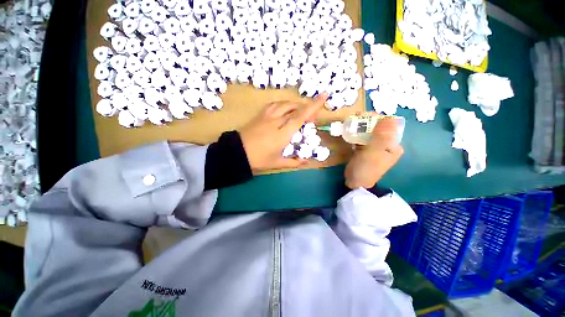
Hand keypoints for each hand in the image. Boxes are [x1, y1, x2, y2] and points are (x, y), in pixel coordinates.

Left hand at [239, 93, 328, 172]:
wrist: (236, 153)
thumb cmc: (258, 159)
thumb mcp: (277, 163)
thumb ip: (294, 162)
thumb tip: (307, 161)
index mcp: (282, 134)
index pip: (300, 117)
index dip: (313, 106)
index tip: (324, 96)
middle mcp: (276, 121)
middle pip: (295, 108)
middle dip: (306, 109)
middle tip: (311, 119)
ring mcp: (267, 116)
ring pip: (285, 104)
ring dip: (295, 105)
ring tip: (299, 112)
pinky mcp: (260, 115)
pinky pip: (274, 104)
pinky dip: (283, 105)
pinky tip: (284, 109)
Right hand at [344, 118, 403, 188]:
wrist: (356, 182)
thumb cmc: (366, 167)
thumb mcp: (374, 151)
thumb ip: (381, 135)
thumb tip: (390, 118)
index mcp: (393, 146)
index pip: (388, 126)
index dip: (378, 119)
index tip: (365, 115)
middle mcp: (386, 146)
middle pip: (378, 129)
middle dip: (368, 122)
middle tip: (356, 117)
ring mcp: (375, 148)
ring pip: (369, 133)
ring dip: (362, 127)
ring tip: (352, 121)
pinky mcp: (365, 150)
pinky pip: (363, 139)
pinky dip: (357, 134)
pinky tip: (351, 131)